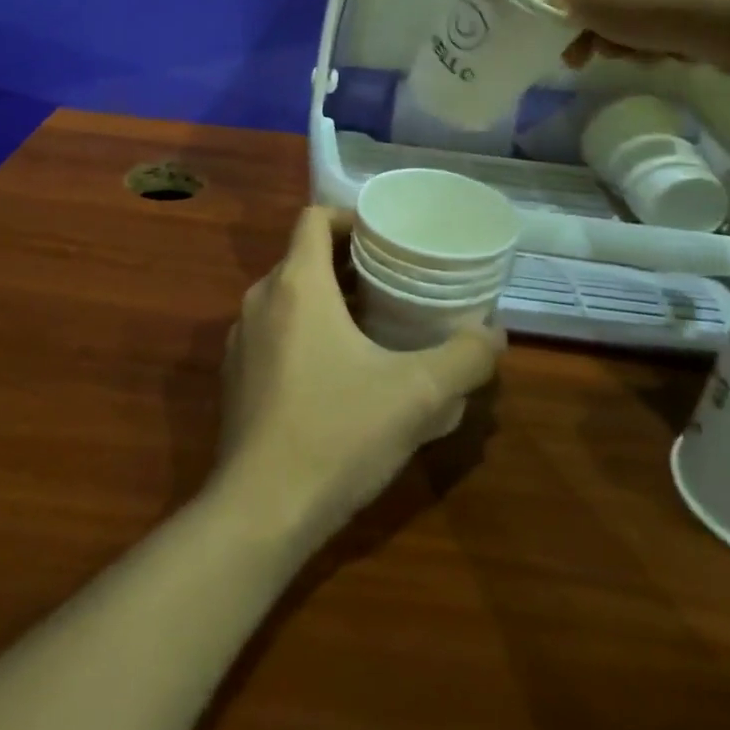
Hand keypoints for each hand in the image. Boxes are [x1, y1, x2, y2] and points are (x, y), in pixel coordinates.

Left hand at [216, 206, 503, 550]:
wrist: (258, 512)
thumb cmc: (337, 433)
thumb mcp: (417, 396)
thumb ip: (464, 359)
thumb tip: (494, 334)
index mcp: (297, 284)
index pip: (314, 217)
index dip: (349, 217)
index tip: (385, 238)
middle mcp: (261, 299)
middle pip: (303, 256)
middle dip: (348, 262)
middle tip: (393, 281)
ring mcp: (241, 339)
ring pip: (288, 297)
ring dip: (327, 299)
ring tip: (373, 325)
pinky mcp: (235, 377)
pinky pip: (274, 332)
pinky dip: (305, 332)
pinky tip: (337, 374)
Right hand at [558, 0, 729, 73]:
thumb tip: (573, 4)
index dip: (582, 7)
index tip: (581, 39)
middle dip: (612, 27)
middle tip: (610, 54)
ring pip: (654, 6)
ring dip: (641, 36)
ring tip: (648, 58)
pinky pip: (689, 15)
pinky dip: (677, 35)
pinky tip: (679, 52)